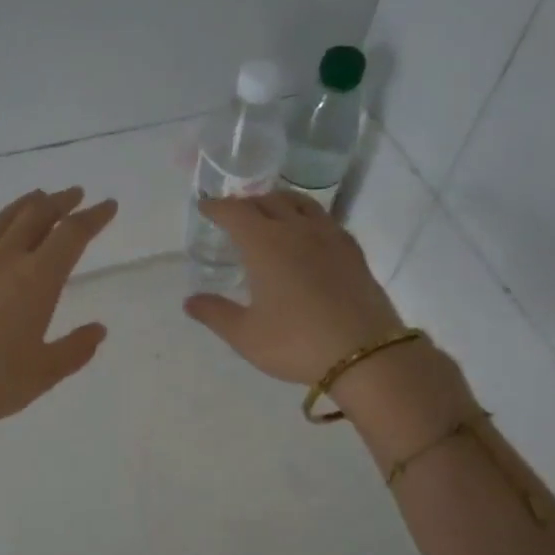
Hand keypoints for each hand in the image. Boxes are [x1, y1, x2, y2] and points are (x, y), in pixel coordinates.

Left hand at [0, 187, 117, 467]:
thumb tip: (97, 330)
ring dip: (26, 204)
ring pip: (3, 220)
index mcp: (39, 279)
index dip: (94, 217)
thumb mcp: (45, 372)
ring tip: (39, 198)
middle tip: (75, 195)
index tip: (108, 206)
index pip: (72, 234)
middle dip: (61, 202)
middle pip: (37, 215)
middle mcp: (6, 259)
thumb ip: (75, 348)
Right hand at [184, 191, 405, 383]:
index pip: (236, 212)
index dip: (217, 207)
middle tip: (234, 212)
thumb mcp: (245, 335)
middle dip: (247, 202)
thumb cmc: (295, 342)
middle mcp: (297, 230)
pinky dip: (306, 216)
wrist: (364, 353)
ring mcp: (329, 237)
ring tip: (269, 211)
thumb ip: (215, 313)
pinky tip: (306, 234)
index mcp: (265, 244)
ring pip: (301, 203)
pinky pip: (324, 219)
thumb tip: (190, 301)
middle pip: (269, 201)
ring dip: (279, 201)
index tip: (206, 207)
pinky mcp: (352, 251)